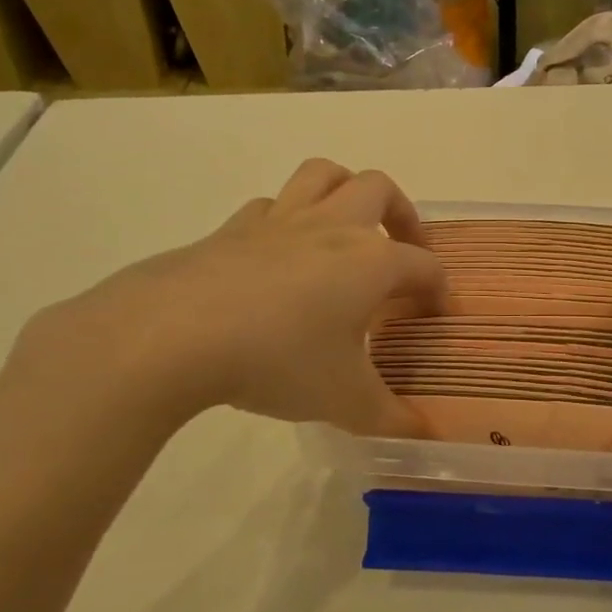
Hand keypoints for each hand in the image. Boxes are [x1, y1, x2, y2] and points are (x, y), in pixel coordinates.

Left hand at [14, 159, 444, 438]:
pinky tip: (281, 253)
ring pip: (322, 174)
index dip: (439, 289)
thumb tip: (424, 436)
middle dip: (403, 214)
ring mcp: (280, 222)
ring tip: (348, 227)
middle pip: (379, 189)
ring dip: (345, 191)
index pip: (424, 265)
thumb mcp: (345, 401)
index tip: (438, 314)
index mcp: (372, 261)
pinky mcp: (232, 229)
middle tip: (402, 251)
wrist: (173, 335)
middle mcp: (332, 227)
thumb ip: (391, 418)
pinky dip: (287, 219)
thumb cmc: (278, 360)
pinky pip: (271, 206)